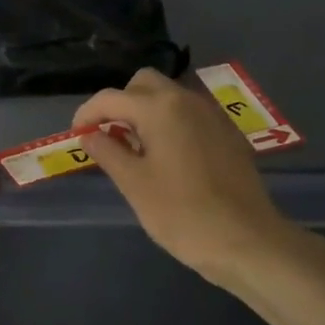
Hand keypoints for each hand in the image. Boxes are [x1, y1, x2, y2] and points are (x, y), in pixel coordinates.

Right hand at [74, 68, 297, 285]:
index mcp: (159, 108)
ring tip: (136, 148)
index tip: (77, 136)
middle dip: (120, 103)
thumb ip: (108, 152)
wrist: (247, 240)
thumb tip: (89, 135)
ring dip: (146, 111)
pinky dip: (171, 122)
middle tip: (109, 136)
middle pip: (143, 84)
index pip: (110, 98)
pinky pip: (190, 114)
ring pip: (169, 96)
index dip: (87, 114)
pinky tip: (169, 157)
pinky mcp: (228, 133)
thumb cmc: (182, 213)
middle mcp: (186, 100)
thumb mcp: (134, 184)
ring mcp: (212, 115)